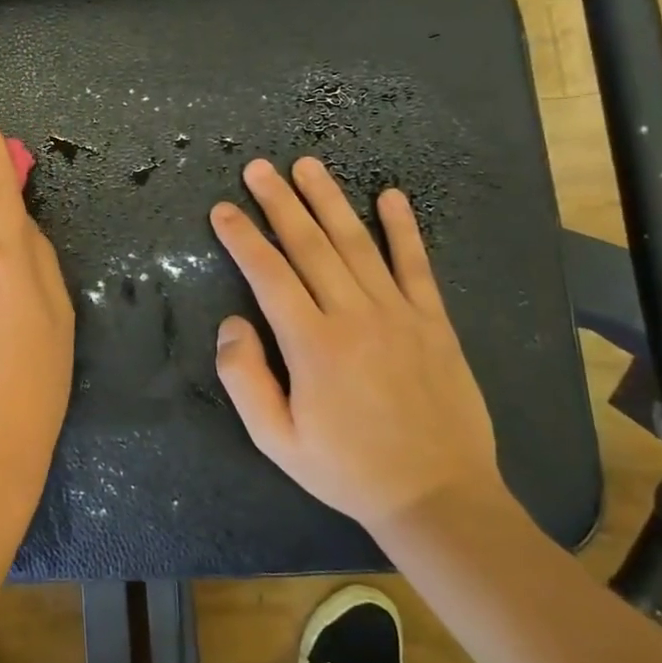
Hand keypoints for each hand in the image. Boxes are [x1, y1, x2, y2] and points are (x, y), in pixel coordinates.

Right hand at [209, 157, 503, 540]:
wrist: (439, 497)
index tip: (223, 209)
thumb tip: (231, 323)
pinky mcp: (433, 322)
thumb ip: (244, 378)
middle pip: (310, 245)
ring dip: (329, 200)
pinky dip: (403, 228)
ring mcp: (398, 314)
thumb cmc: (347, 469)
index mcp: (312, 344)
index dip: (242, 238)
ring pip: (356, 243)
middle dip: (280, 202)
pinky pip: (416, 265)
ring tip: (307, 166)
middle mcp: (354, 316)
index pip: (269, 274)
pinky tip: (391, 196)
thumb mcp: (276, 440)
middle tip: (259, 168)